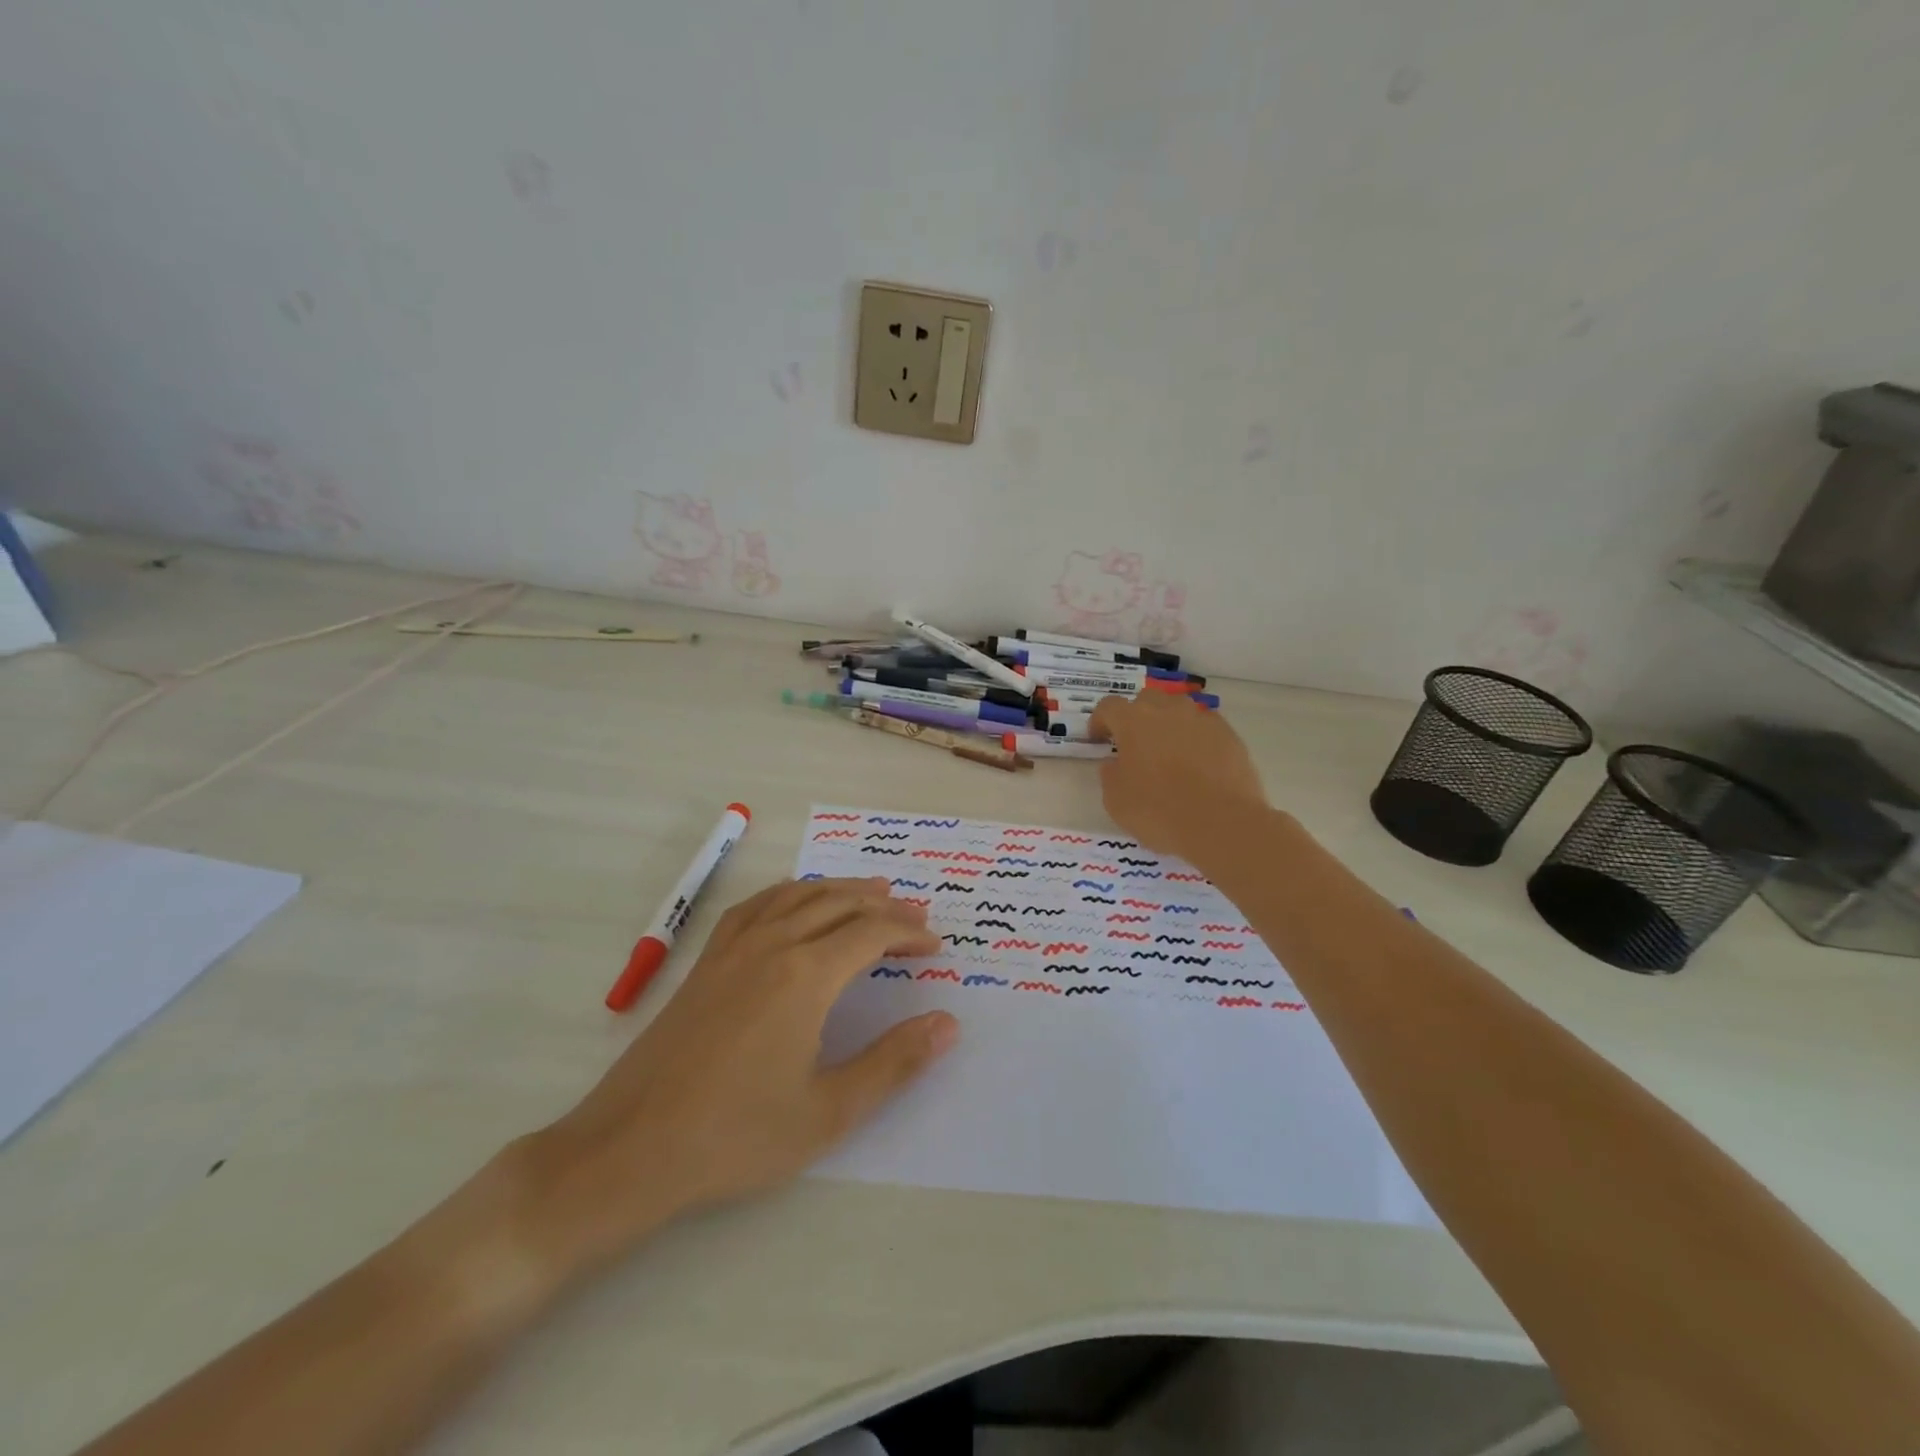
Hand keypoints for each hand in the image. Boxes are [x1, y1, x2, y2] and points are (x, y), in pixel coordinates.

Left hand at [508, 878, 954, 1284]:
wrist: (632, 1149)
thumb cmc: (736, 1135)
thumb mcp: (829, 1111)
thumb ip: (894, 1062)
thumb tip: (947, 1023)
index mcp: (805, 976)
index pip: (870, 934)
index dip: (908, 934)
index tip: (935, 946)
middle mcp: (772, 946)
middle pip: (838, 904)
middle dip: (883, 906)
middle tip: (915, 914)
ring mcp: (733, 949)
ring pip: (797, 896)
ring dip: (839, 889)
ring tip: (870, 891)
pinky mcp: (706, 962)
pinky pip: (755, 906)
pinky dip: (788, 894)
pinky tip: (794, 902)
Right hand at [1089, 694, 1269, 861]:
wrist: (1221, 823)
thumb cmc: (1158, 811)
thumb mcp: (1115, 800)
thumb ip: (1110, 774)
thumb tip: (1115, 763)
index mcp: (1133, 721)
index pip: (1109, 707)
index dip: (1100, 721)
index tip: (1099, 739)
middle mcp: (1167, 710)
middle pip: (1146, 700)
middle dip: (1136, 717)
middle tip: (1135, 744)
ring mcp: (1201, 719)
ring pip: (1179, 710)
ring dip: (1168, 724)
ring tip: (1169, 752)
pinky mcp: (1229, 734)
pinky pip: (1205, 727)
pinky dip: (1197, 738)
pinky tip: (1198, 763)